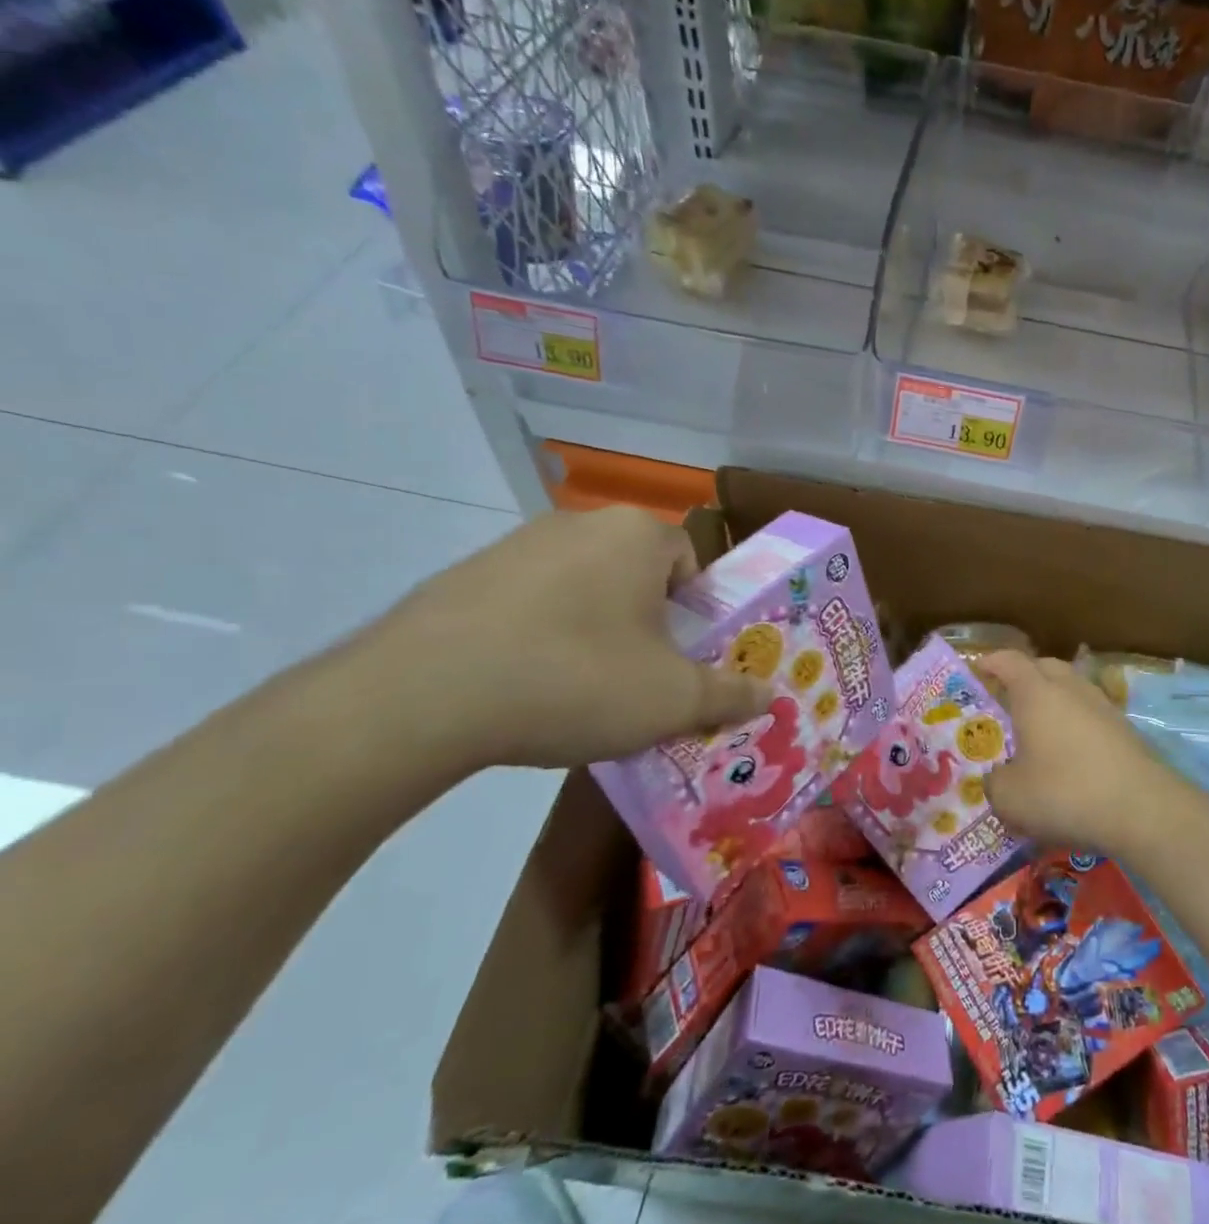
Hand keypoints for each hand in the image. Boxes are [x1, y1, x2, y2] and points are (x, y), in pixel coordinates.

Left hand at [358, 507, 771, 772]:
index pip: (689, 559)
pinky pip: (526, 601)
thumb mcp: (672, 699)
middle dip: (646, 620)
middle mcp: (578, 524)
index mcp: (637, 536)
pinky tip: (524, 684)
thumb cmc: (577, 679)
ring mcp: (513, 545)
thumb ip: (729, 694)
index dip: (696, 609)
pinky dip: (538, 634)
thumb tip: (769, 694)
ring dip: (592, 627)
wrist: (423, 696)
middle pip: (634, 571)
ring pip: (580, 585)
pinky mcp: (462, 576)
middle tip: (640, 675)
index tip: (684, 655)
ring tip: (579, 687)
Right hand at [977, 652, 1188, 858]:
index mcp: (1036, 693)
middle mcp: (1071, 689)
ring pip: (1072, 690)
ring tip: (1039, 730)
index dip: (990, 662)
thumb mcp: (1010, 797)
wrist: (1143, 810)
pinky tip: (1070, 755)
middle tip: (1007, 700)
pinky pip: (1091, 715)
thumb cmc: (1065, 793)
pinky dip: (1076, 725)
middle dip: (1024, 677)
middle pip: (1045, 667)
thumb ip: (994, 782)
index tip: (977, 670)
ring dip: (1054, 701)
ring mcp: (1103, 707)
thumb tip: (997, 778)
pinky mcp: (1126, 730)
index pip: (1009, 661)